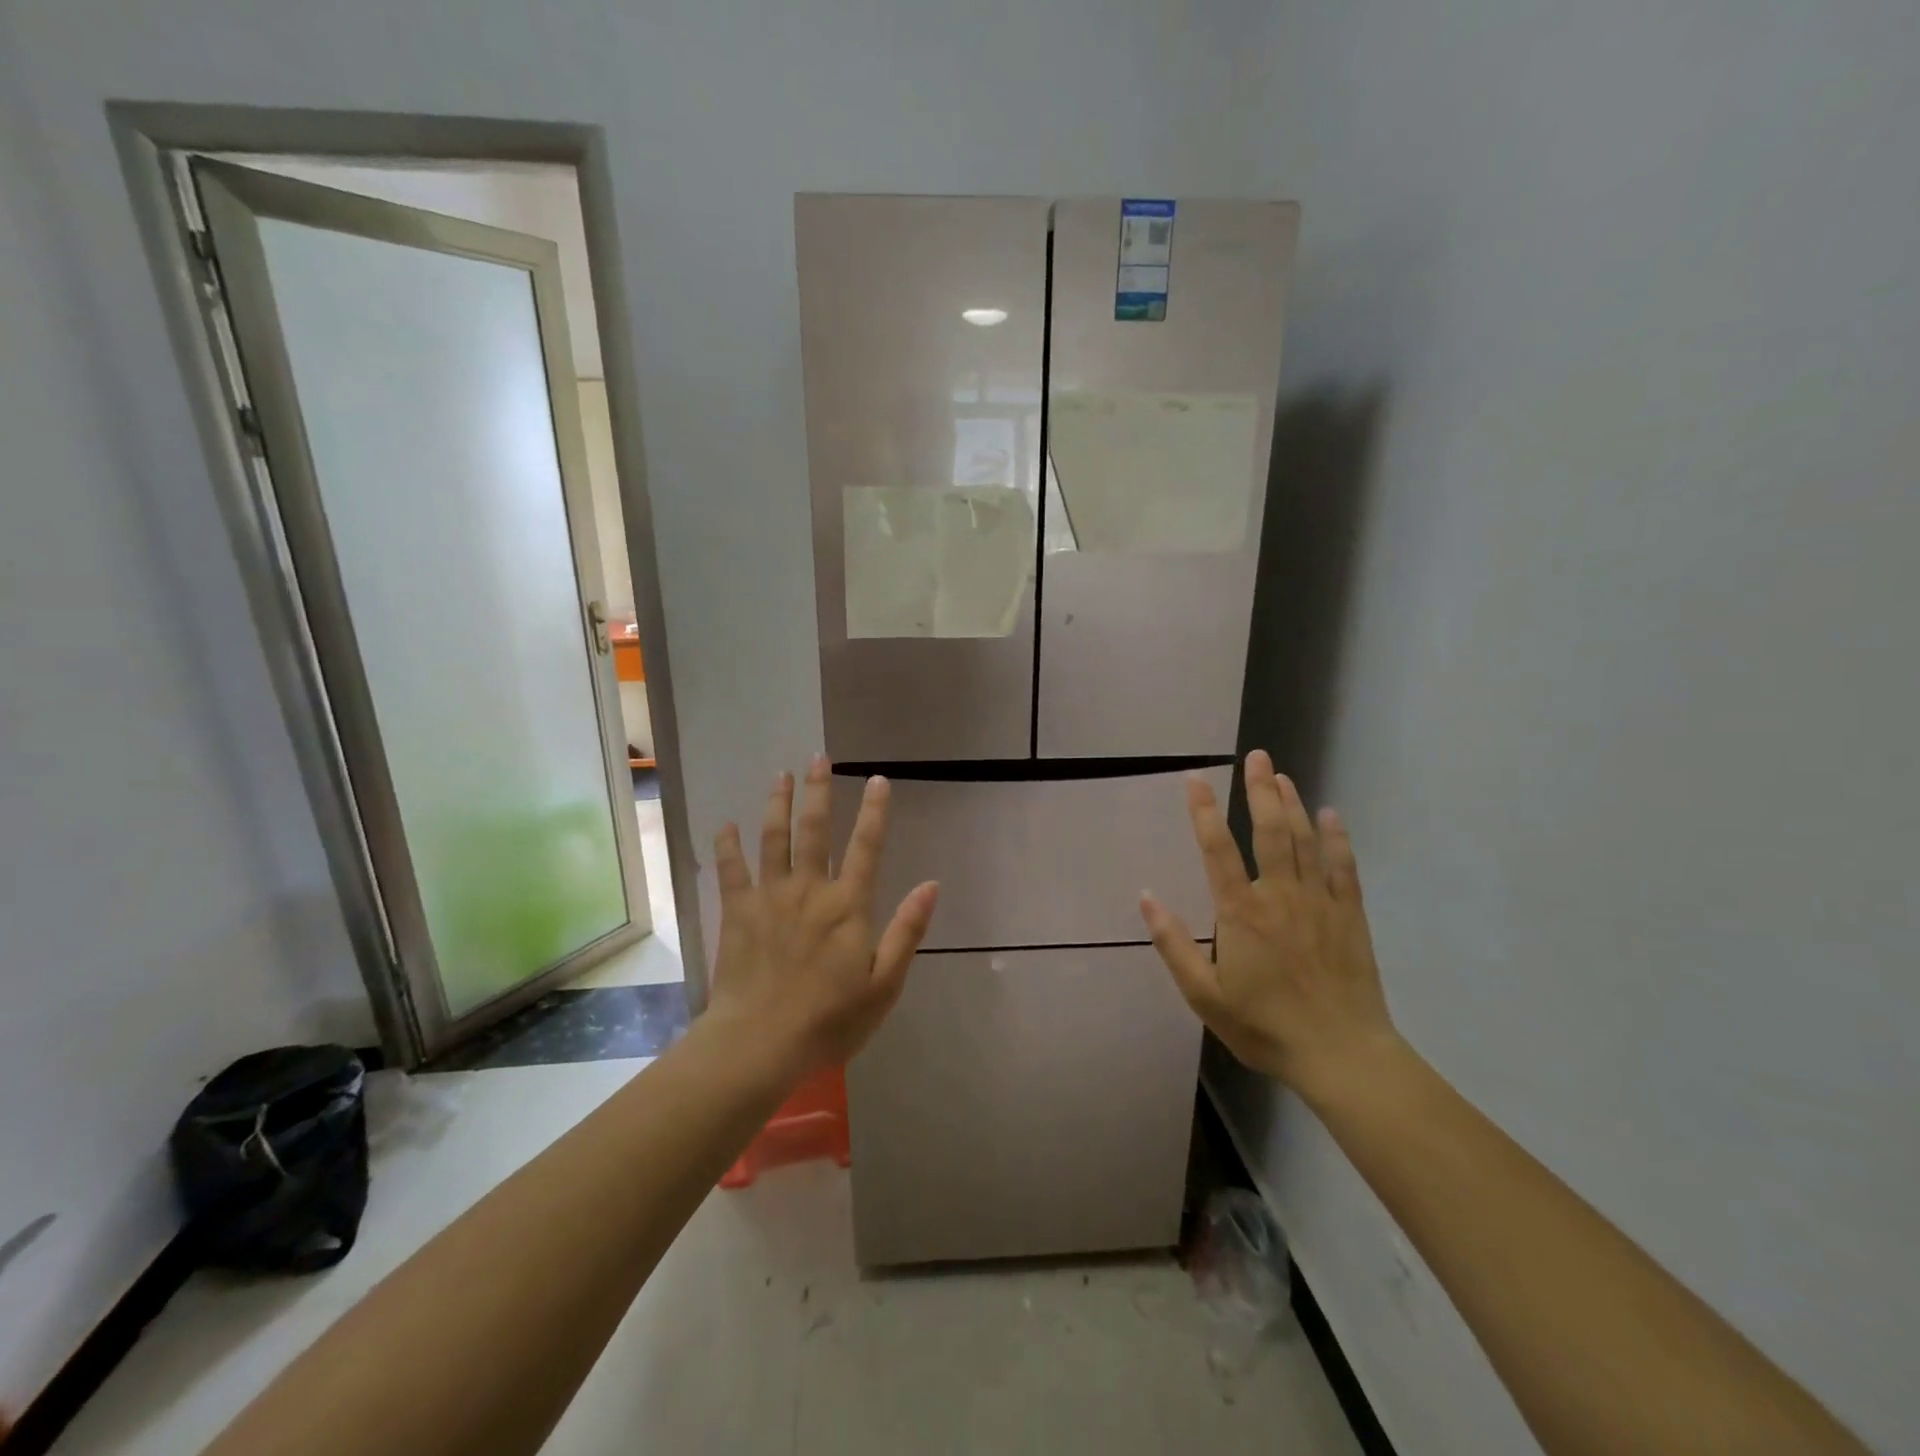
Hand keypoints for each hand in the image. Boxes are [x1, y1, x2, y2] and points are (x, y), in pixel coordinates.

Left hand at [708, 755, 938, 1077]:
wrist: (759, 1043)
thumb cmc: (829, 1019)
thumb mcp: (884, 984)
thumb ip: (906, 931)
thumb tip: (931, 885)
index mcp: (848, 905)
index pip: (866, 846)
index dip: (874, 812)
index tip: (878, 780)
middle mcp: (810, 890)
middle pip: (815, 830)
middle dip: (819, 791)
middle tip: (819, 758)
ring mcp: (770, 898)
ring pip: (773, 839)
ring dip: (778, 804)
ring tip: (781, 775)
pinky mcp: (738, 913)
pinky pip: (731, 870)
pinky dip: (727, 845)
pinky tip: (725, 824)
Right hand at [1139, 749, 1395, 1099]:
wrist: (1341, 1055)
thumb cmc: (1265, 1026)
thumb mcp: (1205, 995)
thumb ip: (1174, 944)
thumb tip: (1146, 897)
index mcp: (1240, 912)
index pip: (1217, 849)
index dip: (1203, 811)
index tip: (1195, 778)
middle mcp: (1279, 895)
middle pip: (1269, 831)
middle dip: (1259, 790)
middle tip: (1256, 757)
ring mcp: (1318, 902)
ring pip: (1304, 841)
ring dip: (1292, 804)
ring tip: (1282, 775)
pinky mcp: (1349, 915)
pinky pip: (1343, 867)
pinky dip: (1337, 838)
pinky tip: (1332, 815)